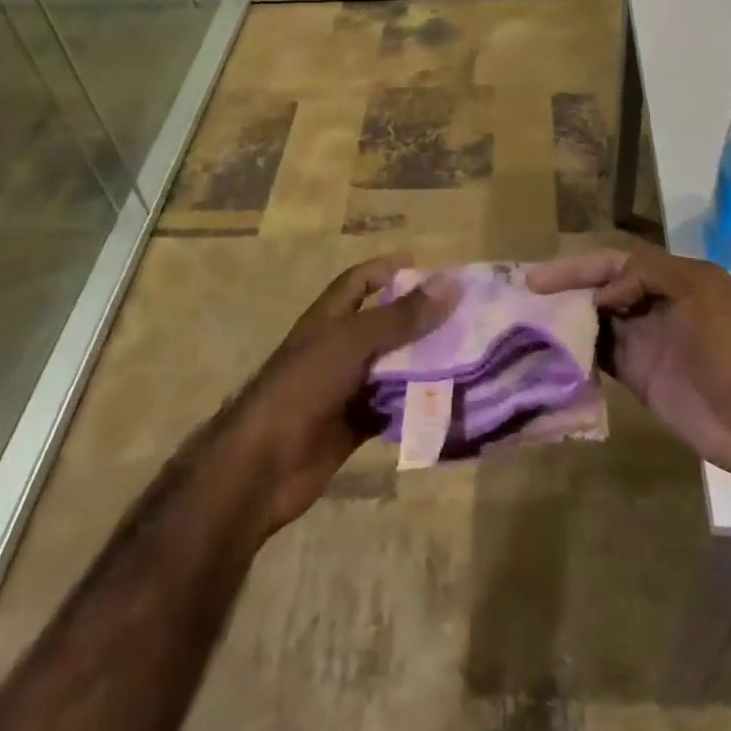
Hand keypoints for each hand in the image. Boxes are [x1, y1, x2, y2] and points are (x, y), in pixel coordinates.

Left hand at [226, 253, 452, 533]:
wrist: (262, 465)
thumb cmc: (304, 386)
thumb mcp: (354, 341)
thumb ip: (402, 316)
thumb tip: (449, 283)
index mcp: (328, 319)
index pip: (359, 282)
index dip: (387, 270)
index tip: (424, 265)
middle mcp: (337, 349)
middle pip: (383, 326)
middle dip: (418, 320)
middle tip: (463, 315)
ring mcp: (344, 389)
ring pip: (391, 369)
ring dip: (422, 365)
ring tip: (468, 357)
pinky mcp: (353, 427)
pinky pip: (391, 409)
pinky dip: (415, 406)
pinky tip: (448, 402)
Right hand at [527, 244, 730, 486]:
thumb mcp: (698, 294)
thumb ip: (646, 277)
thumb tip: (599, 296)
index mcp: (673, 277)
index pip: (615, 261)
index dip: (577, 267)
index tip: (539, 280)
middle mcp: (655, 303)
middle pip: (601, 288)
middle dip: (565, 290)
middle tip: (523, 299)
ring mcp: (646, 341)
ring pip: (596, 321)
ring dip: (566, 320)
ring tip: (526, 324)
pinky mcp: (639, 376)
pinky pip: (601, 356)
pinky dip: (577, 352)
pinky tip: (551, 353)